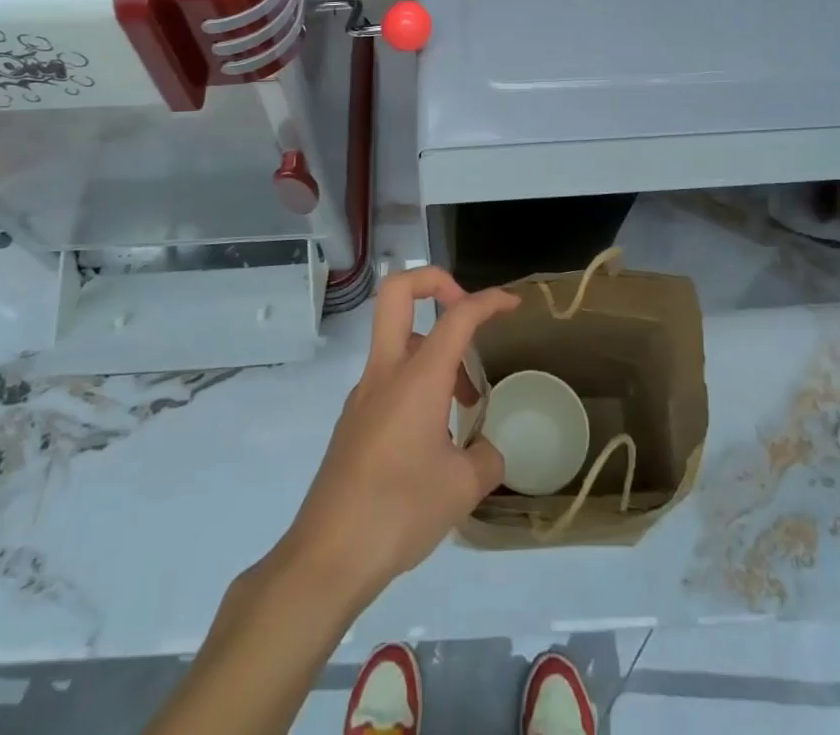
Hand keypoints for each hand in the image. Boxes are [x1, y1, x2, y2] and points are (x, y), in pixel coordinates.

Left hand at [278, 268, 518, 601]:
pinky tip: (434, 437)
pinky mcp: (354, 421)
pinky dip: (418, 385)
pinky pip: (389, 379)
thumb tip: (488, 452)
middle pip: (397, 292)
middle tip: (465, 313)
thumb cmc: (399, 511)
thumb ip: (486, 460)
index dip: (488, 300)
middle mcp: (386, 372)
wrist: (327, 556)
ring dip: (434, 351)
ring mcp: (363, 394)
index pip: (457, 316)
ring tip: (465, 405)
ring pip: (397, 341)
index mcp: (417, 377)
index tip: (512, 305)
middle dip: (434, 282)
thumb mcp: (461, 489)